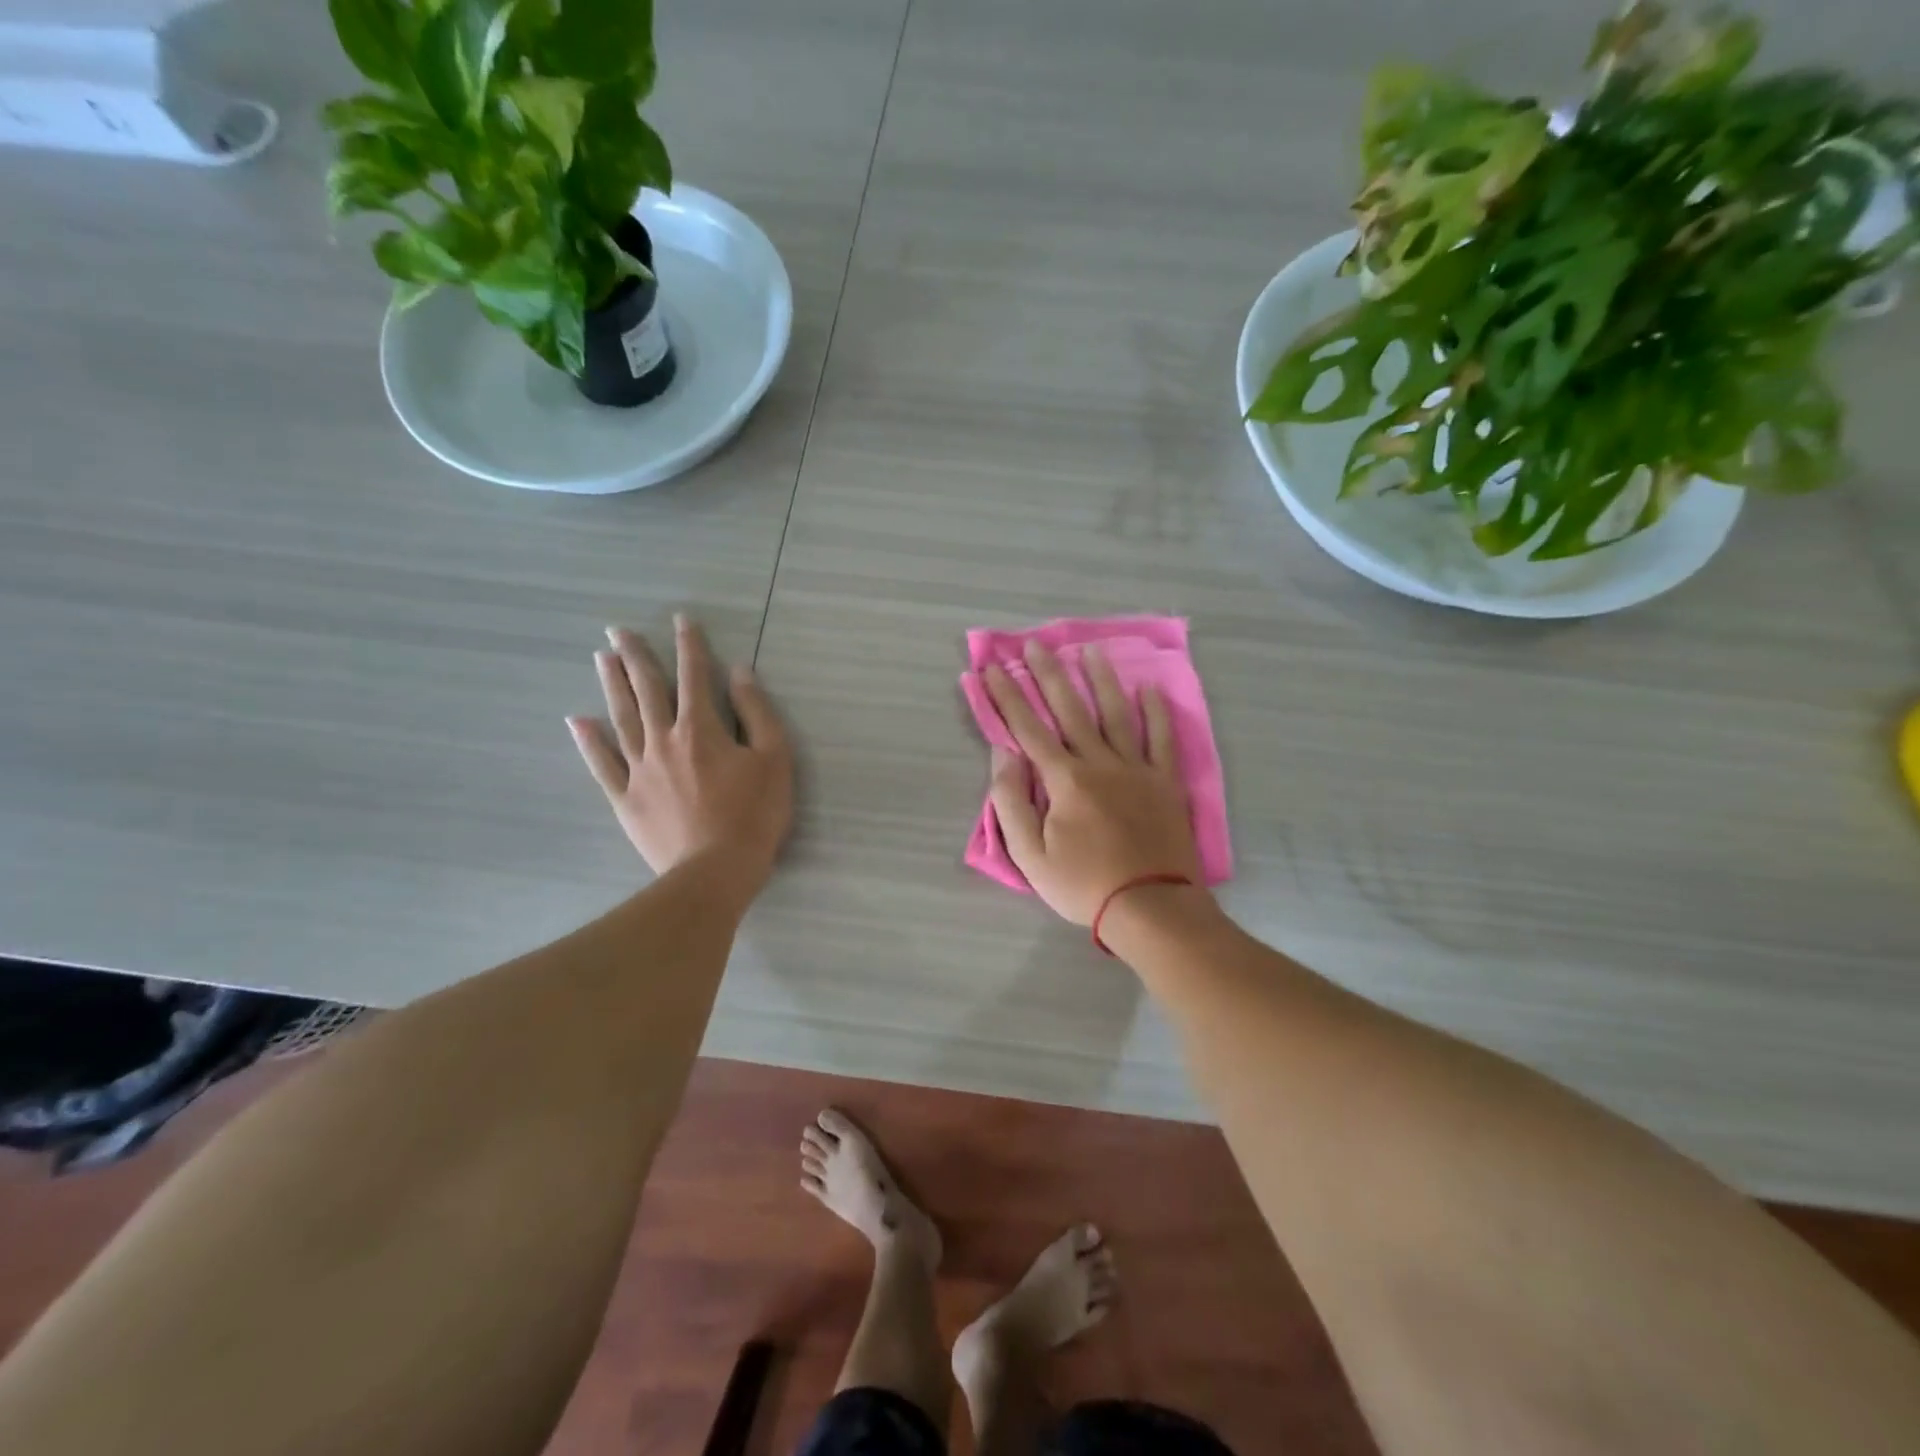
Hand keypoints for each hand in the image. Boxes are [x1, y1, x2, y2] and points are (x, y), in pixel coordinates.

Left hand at [568, 616, 792, 907]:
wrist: (714, 872)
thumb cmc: (753, 815)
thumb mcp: (774, 759)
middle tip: (617, 630)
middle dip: (635, 656)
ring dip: (611, 685)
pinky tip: (577, 721)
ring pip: (622, 718)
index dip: (689, 645)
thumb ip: (757, 712)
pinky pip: (602, 764)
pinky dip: (589, 741)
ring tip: (600, 658)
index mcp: (702, 728)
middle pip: (647, 690)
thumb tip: (739, 672)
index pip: (694, 676)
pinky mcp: (625, 798)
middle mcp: (664, 740)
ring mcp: (639, 769)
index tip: (681, 620)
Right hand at [983, 641, 1201, 925]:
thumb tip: (1003, 755)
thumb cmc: (1083, 885)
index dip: (1006, 697)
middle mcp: (1099, 762)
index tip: (990, 669)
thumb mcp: (1030, 855)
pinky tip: (1149, 689)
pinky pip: (1161, 739)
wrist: (1151, 907)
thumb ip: (1012, 802)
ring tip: (1090, 650)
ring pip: (1116, 714)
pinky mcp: (1165, 782)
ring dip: (1101, 680)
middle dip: (1048, 675)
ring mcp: (1137, 769)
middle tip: (1035, 644)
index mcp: (1064, 780)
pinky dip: (1156, 713)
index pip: (1027, 729)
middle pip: (1070, 710)